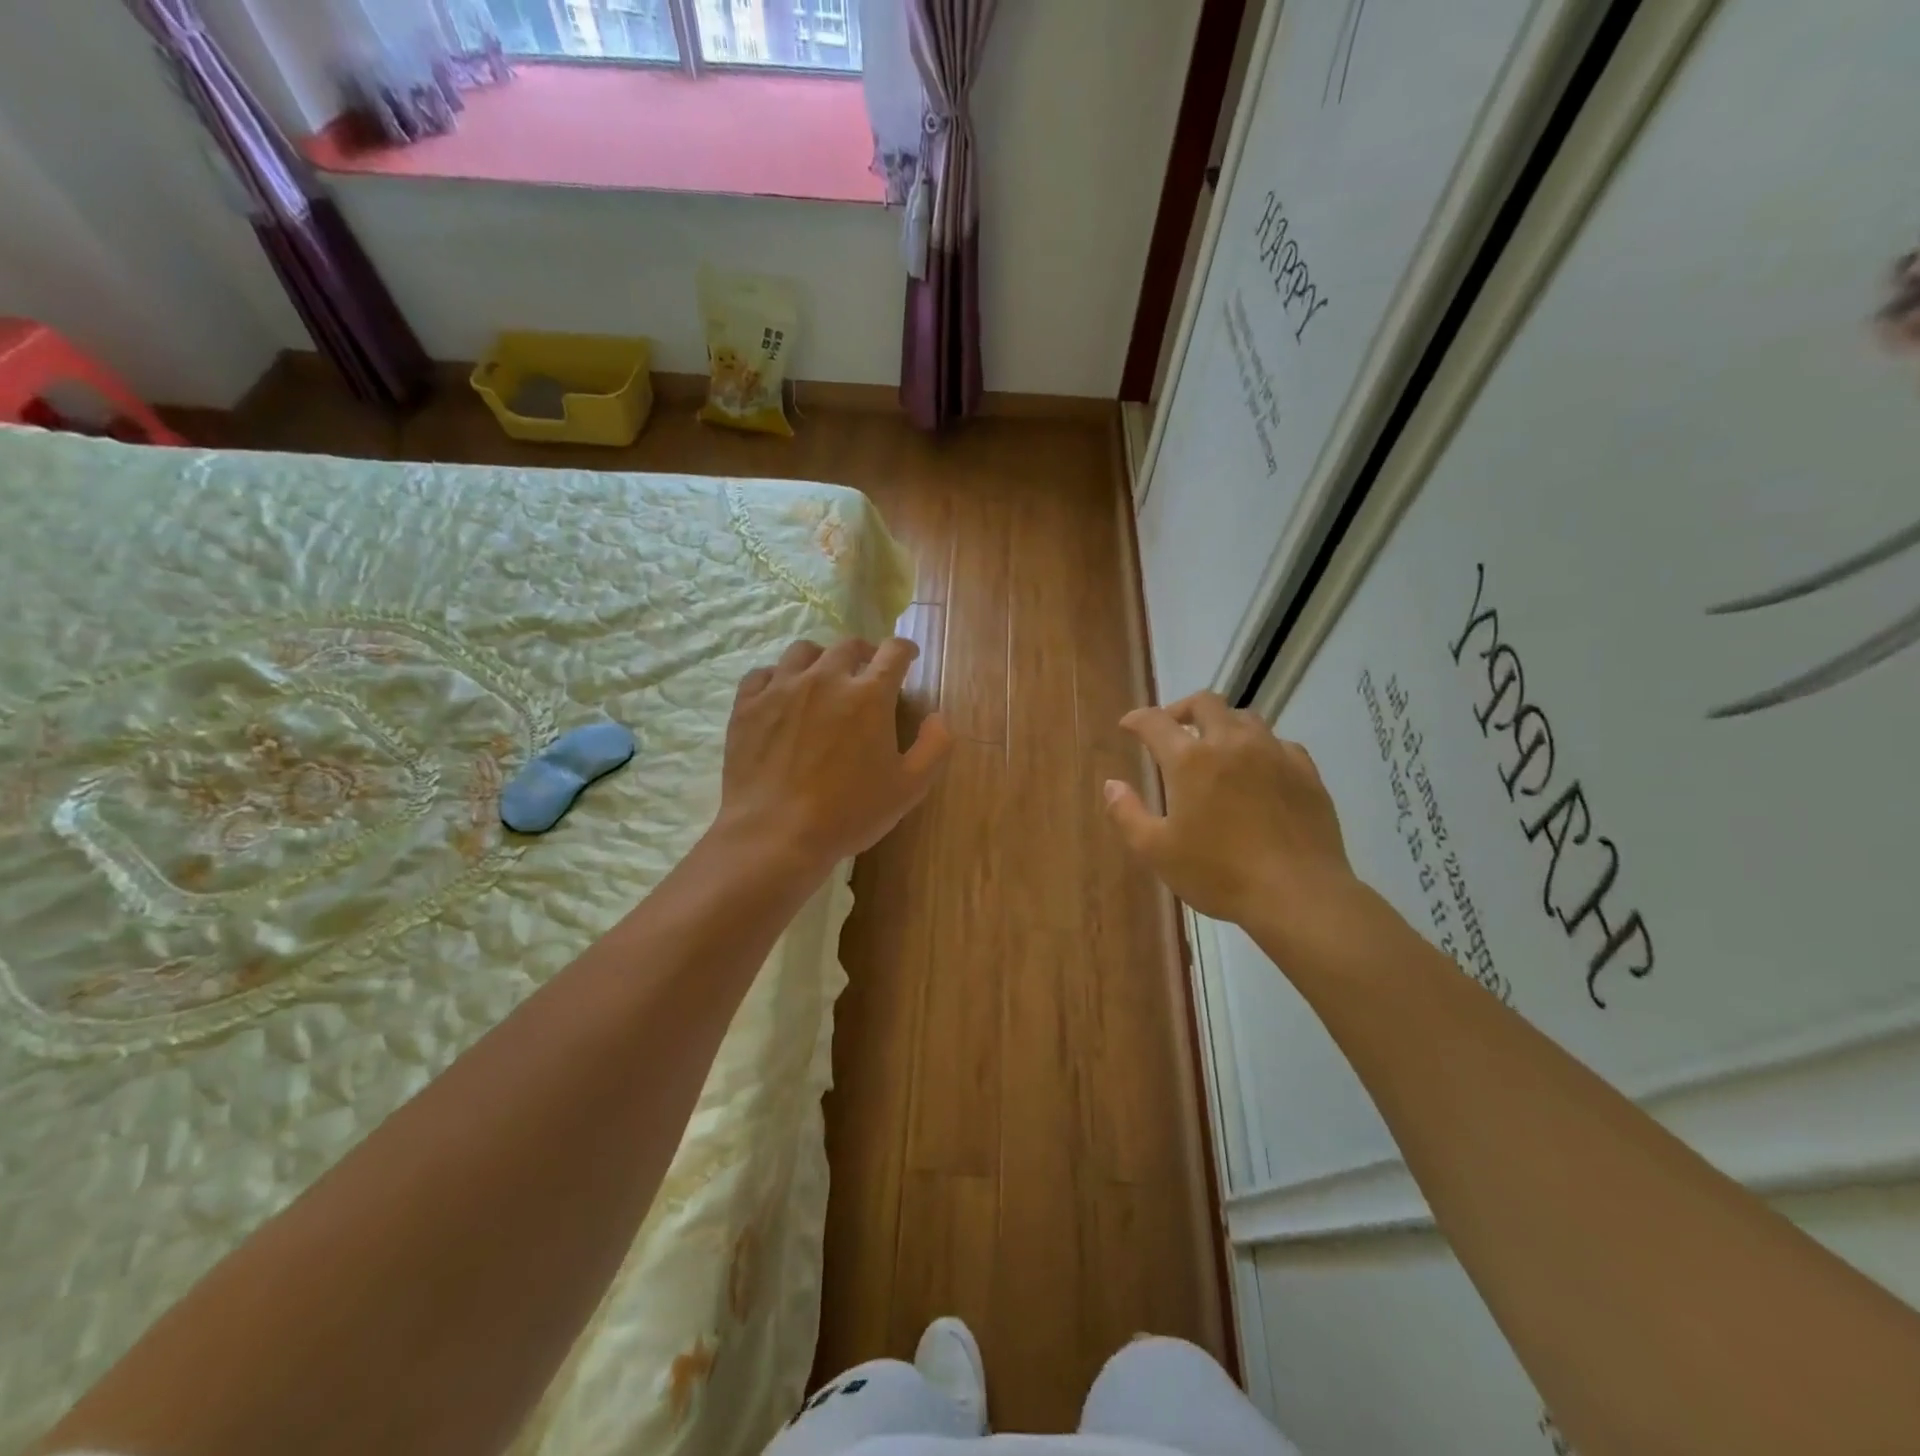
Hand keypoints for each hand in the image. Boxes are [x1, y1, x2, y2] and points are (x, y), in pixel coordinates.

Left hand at [717, 637, 951, 872]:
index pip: (893, 652)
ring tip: (822, 678)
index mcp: (869, 695)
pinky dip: (777, 678)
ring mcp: (781, 688)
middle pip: (848, 645)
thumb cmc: (849, 813)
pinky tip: (781, 696)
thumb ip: (934, 747)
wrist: (776, 834)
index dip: (905, 650)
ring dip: (820, 659)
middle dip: (865, 652)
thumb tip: (938, 718)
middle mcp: (825, 679)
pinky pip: (763, 674)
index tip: (907, 657)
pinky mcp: (748, 705)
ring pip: (803, 651)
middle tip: (867, 670)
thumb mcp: (909, 788)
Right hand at [1104, 692, 1358, 932]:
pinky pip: (1278, 743)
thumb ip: (1127, 813)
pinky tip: (1258, 771)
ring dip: (1222, 724)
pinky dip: (1259, 748)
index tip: (1128, 726)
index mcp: (1190, 760)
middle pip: (1204, 703)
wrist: (1298, 894)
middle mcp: (1231, 743)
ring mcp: (1274, 753)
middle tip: (1172, 730)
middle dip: (1181, 710)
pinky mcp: (1305, 771)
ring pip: (1244, 717)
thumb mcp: (1156, 851)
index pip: (1155, 722)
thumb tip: (1112, 785)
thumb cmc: (1219, 873)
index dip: (1137, 719)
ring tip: (1215, 749)